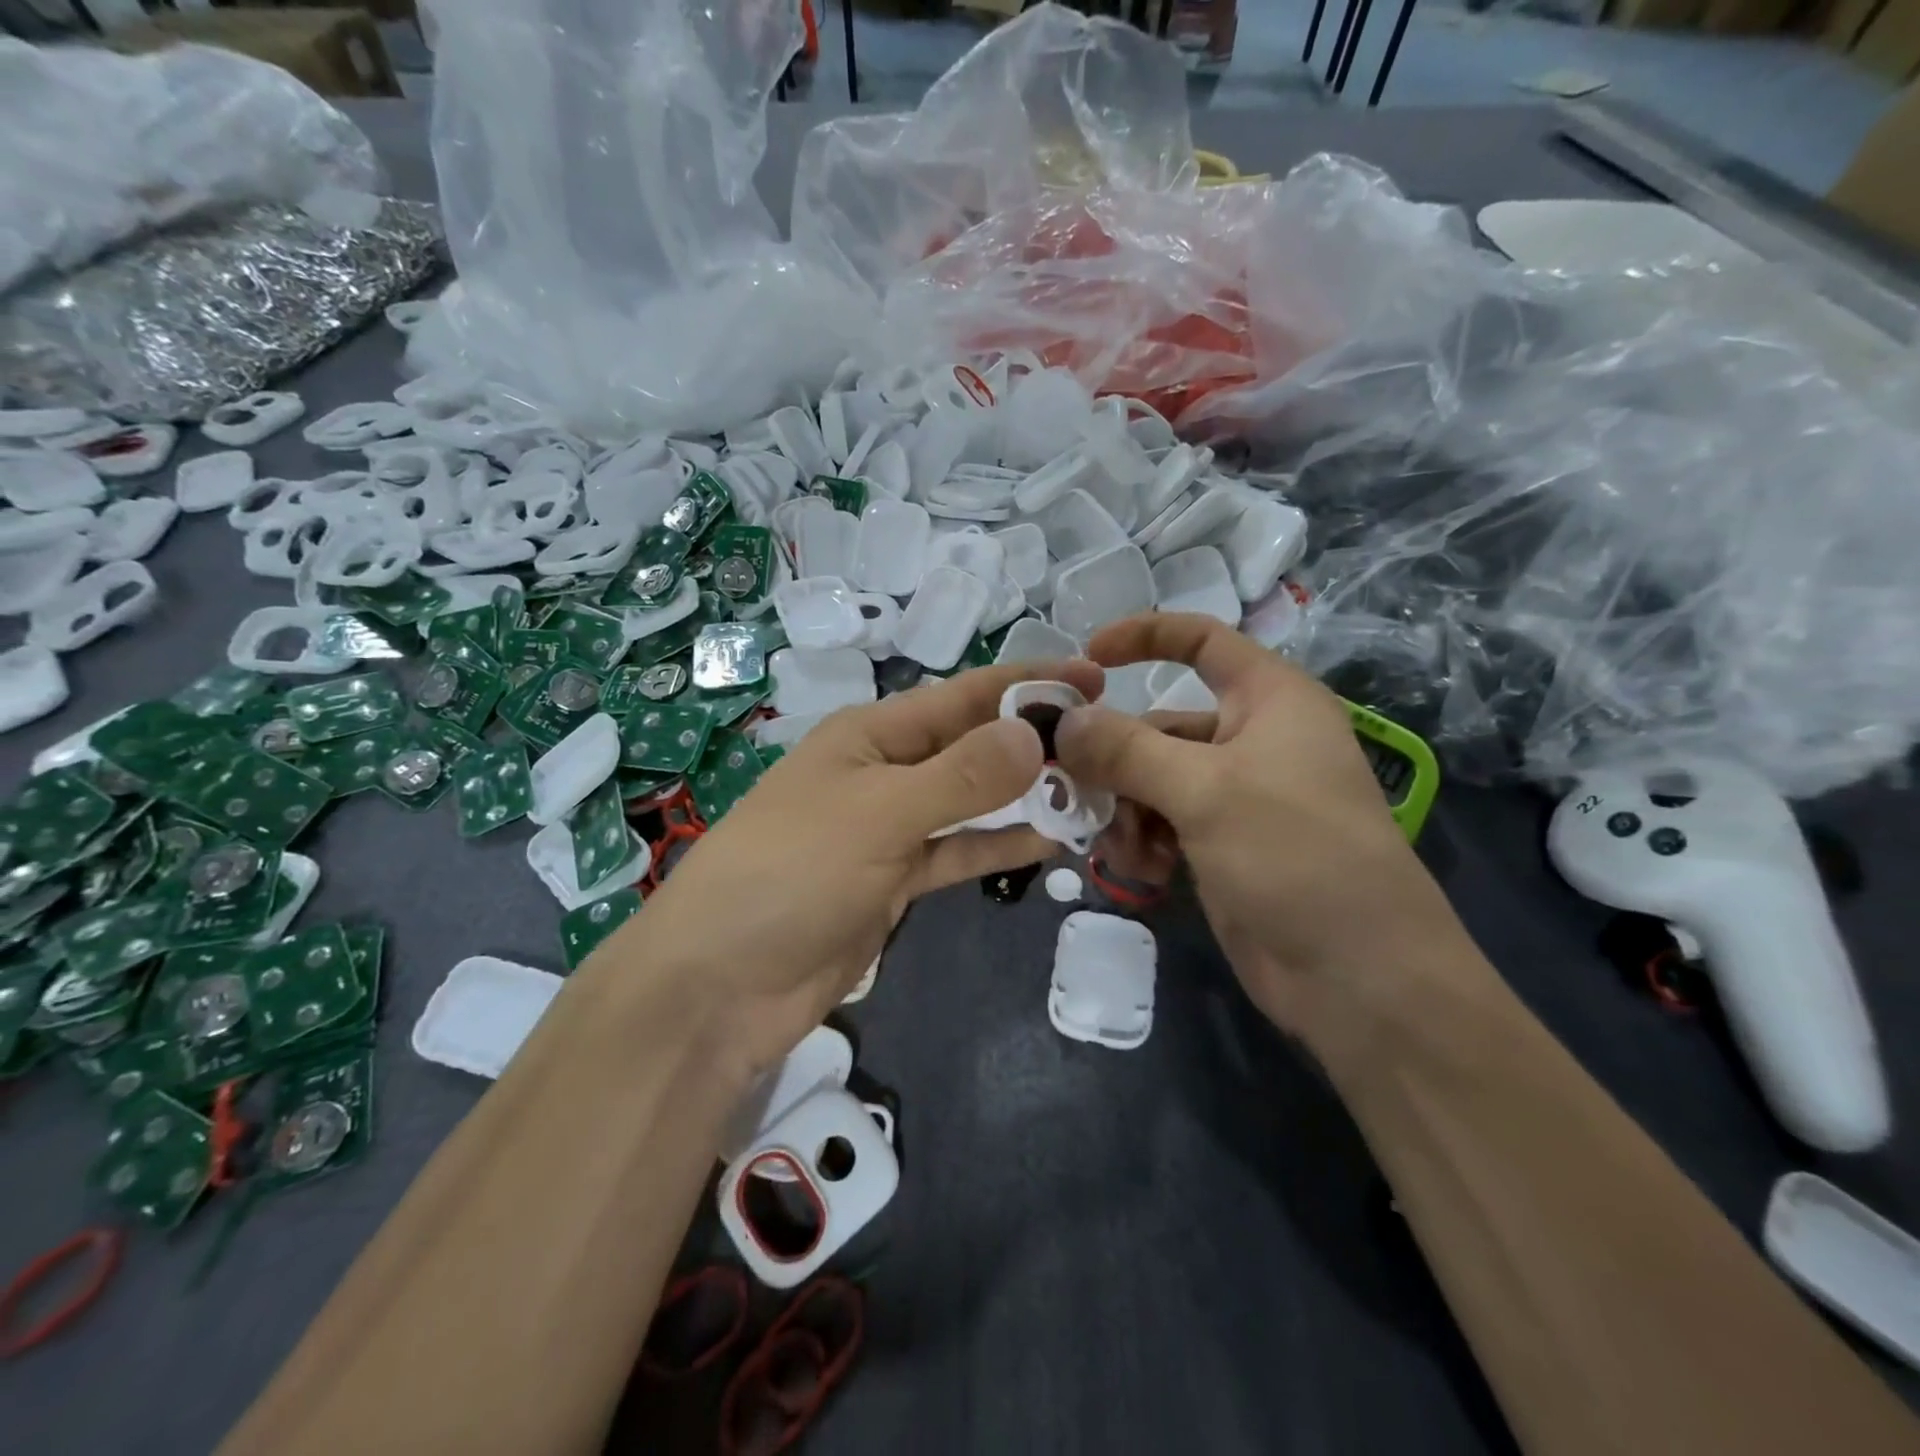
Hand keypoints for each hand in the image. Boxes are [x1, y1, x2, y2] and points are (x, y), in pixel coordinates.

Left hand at [603, 659, 1103, 1076]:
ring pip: (972, 801)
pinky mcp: (895, 882)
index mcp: (871, 735)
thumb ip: (960, 777)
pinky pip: (958, 851)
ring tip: (1095, 791)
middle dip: (1034, 742)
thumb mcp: (878, 814)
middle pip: (972, 747)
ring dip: (1026, 797)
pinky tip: (1051, 841)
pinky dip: (999, 844)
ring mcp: (890, 830)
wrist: (721, 985)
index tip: (1094, 680)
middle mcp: (884, 772)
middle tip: (1111, 744)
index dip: (1028, 684)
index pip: (963, 696)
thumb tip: (1035, 732)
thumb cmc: (790, 874)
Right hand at [1056, 614, 1487, 1060]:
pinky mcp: (1220, 846)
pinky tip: (1143, 872)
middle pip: (1158, 726)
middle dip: (1115, 761)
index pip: (1202, 640)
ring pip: (1149, 781)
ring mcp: (1235, 797)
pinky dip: (1142, 841)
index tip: (1085, 658)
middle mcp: (1251, 740)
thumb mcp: (1205, 791)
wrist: (1359, 977)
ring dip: (1125, 810)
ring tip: (1125, 851)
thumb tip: (1064, 722)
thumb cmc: (1296, 855)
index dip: (1144, 636)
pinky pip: (1160, 824)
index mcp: (1269, 700)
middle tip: (1075, 791)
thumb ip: (1126, 749)